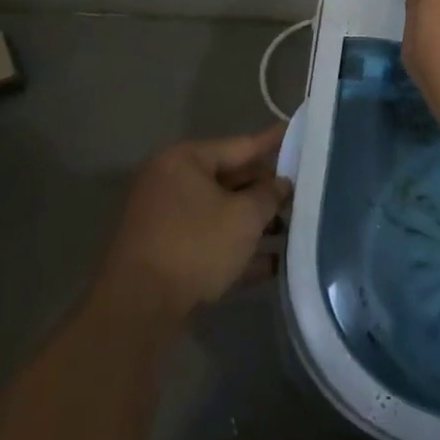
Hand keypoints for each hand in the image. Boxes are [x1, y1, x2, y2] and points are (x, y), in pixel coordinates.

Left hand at [96, 124, 289, 326]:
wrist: (138, 308)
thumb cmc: (195, 246)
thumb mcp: (244, 217)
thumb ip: (269, 196)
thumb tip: (282, 184)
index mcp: (185, 160)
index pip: (240, 145)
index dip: (273, 142)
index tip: (297, 131)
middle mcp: (171, 182)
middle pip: (230, 179)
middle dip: (265, 191)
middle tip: (301, 193)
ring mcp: (165, 219)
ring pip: (220, 213)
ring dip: (254, 224)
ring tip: (292, 230)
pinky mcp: (164, 253)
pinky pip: (208, 240)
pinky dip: (235, 248)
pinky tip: (271, 264)